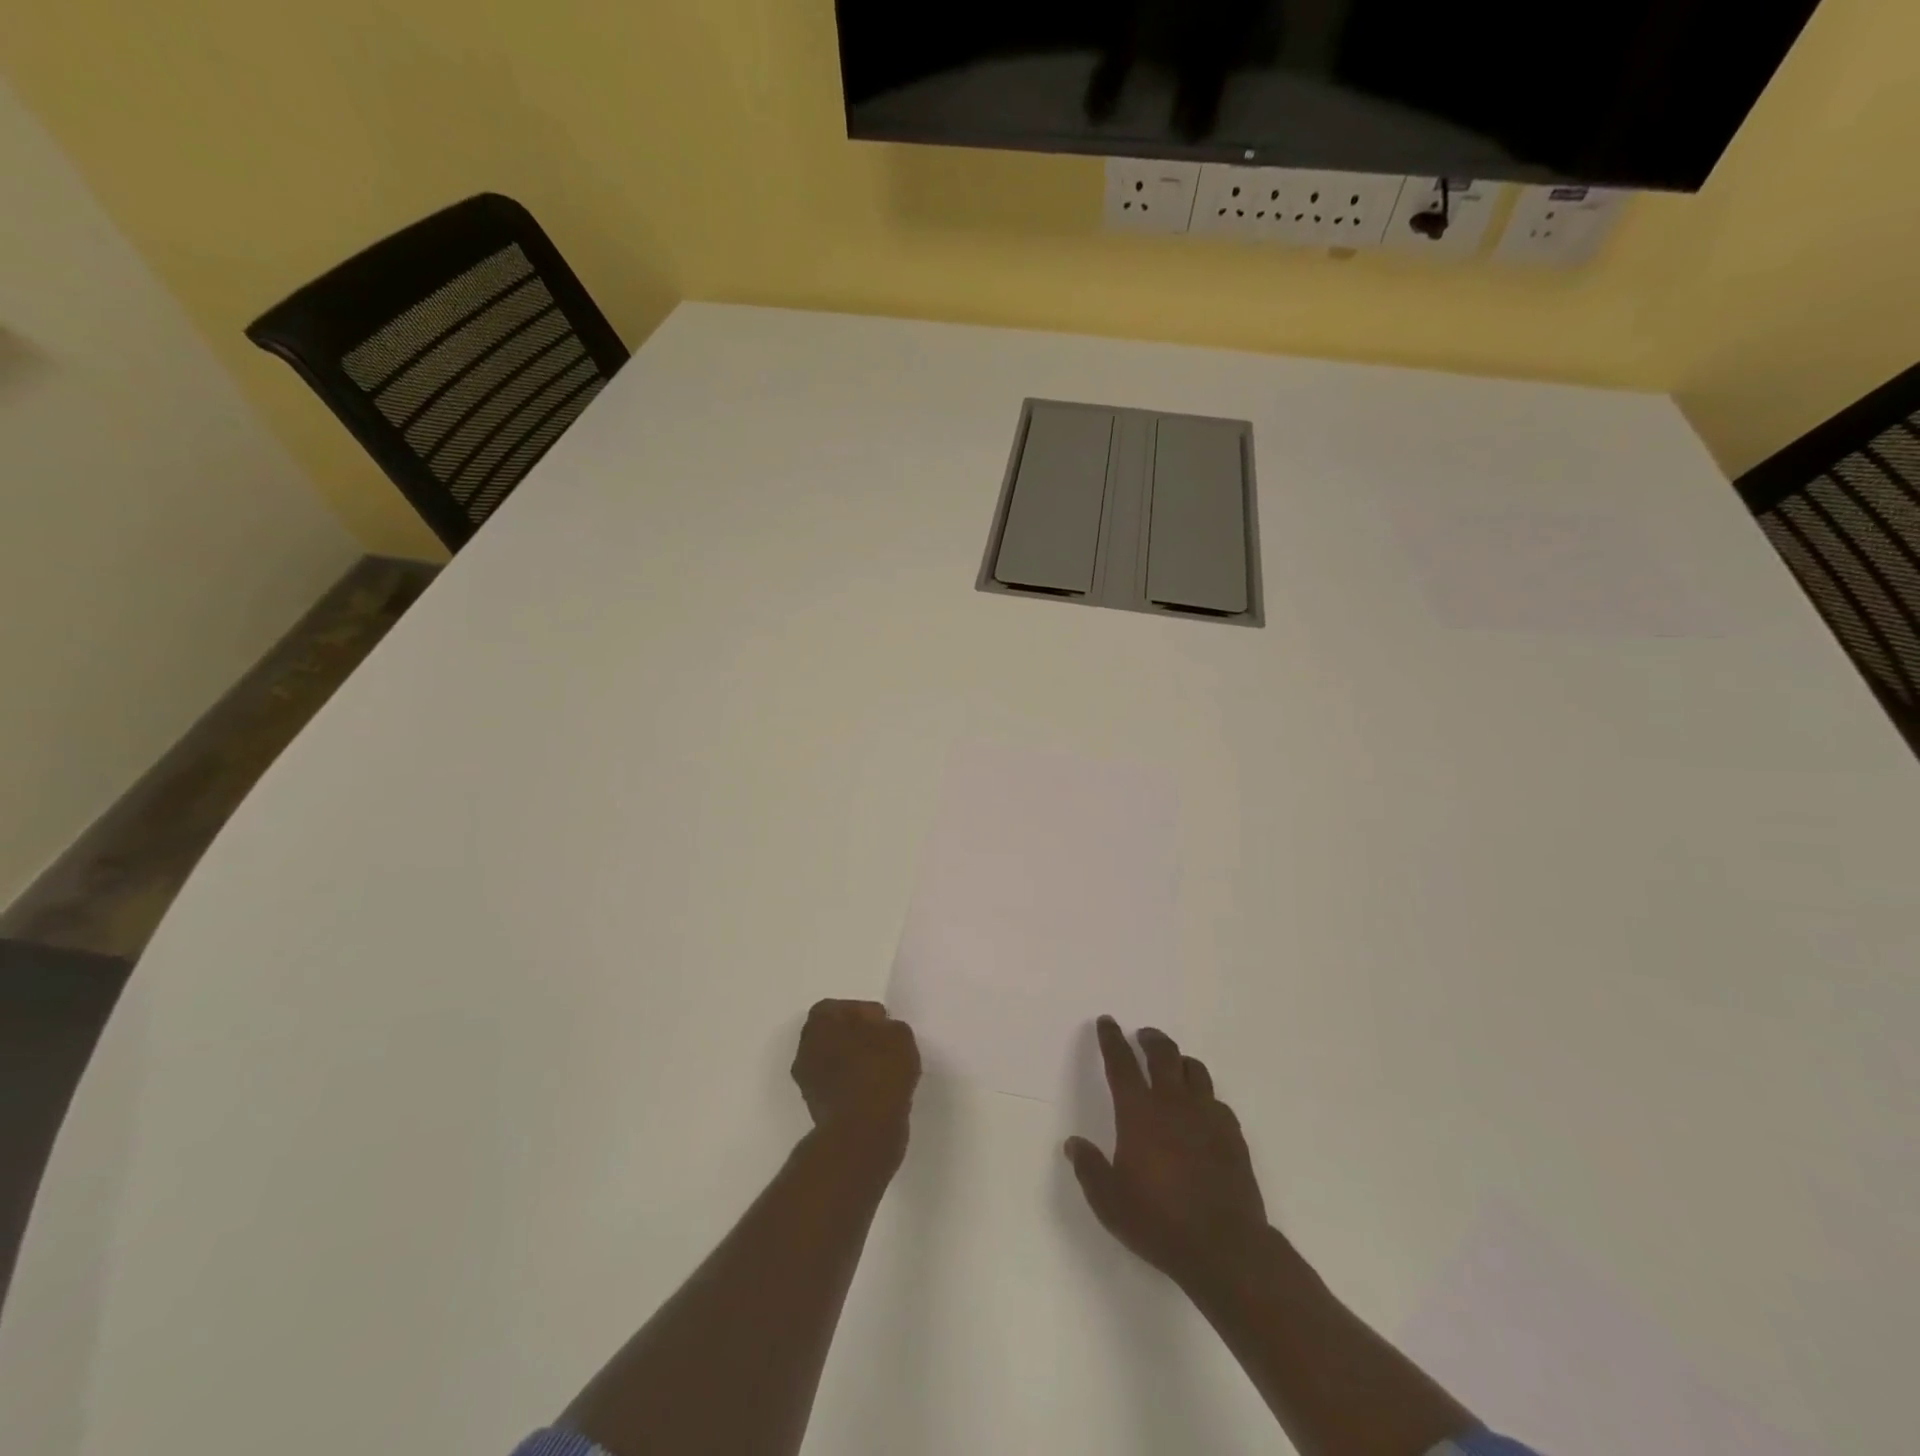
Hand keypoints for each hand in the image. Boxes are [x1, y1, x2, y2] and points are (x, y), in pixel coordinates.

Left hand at [792, 999, 919, 1163]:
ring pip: (833, 1062)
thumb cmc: (880, 1070)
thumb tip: (878, 1032)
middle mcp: (806, 1045)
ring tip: (882, 1072)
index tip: (885, 1027)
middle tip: (883, 1047)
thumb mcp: (899, 1034)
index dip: (865, 1015)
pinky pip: (837, 1087)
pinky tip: (875, 1093)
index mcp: (821, 1019)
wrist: (863, 1130)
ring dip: (852, 1064)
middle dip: (855, 1038)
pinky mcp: (815, 1108)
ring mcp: (807, 1079)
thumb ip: (887, 1026)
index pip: (843, 1007)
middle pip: (834, 1034)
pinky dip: (852, 1087)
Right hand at [1066, 1016, 1267, 1292]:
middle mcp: (1173, 1103)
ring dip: (1180, 1061)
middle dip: (1150, 1039)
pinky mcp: (1232, 1134)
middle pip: (1163, 1054)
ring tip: (1173, 1065)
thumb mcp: (1109, 1202)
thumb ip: (1089, 1168)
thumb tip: (1073, 1144)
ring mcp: (1207, 1115)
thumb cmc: (1159, 1221)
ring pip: (1195, 1070)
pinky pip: (1216, 1101)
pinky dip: (1204, 1096)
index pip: (1121, 1062)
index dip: (1111, 1039)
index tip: (1107, 1022)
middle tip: (1143, 1035)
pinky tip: (1201, 1110)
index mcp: (1139, 1112)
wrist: (1225, 1247)